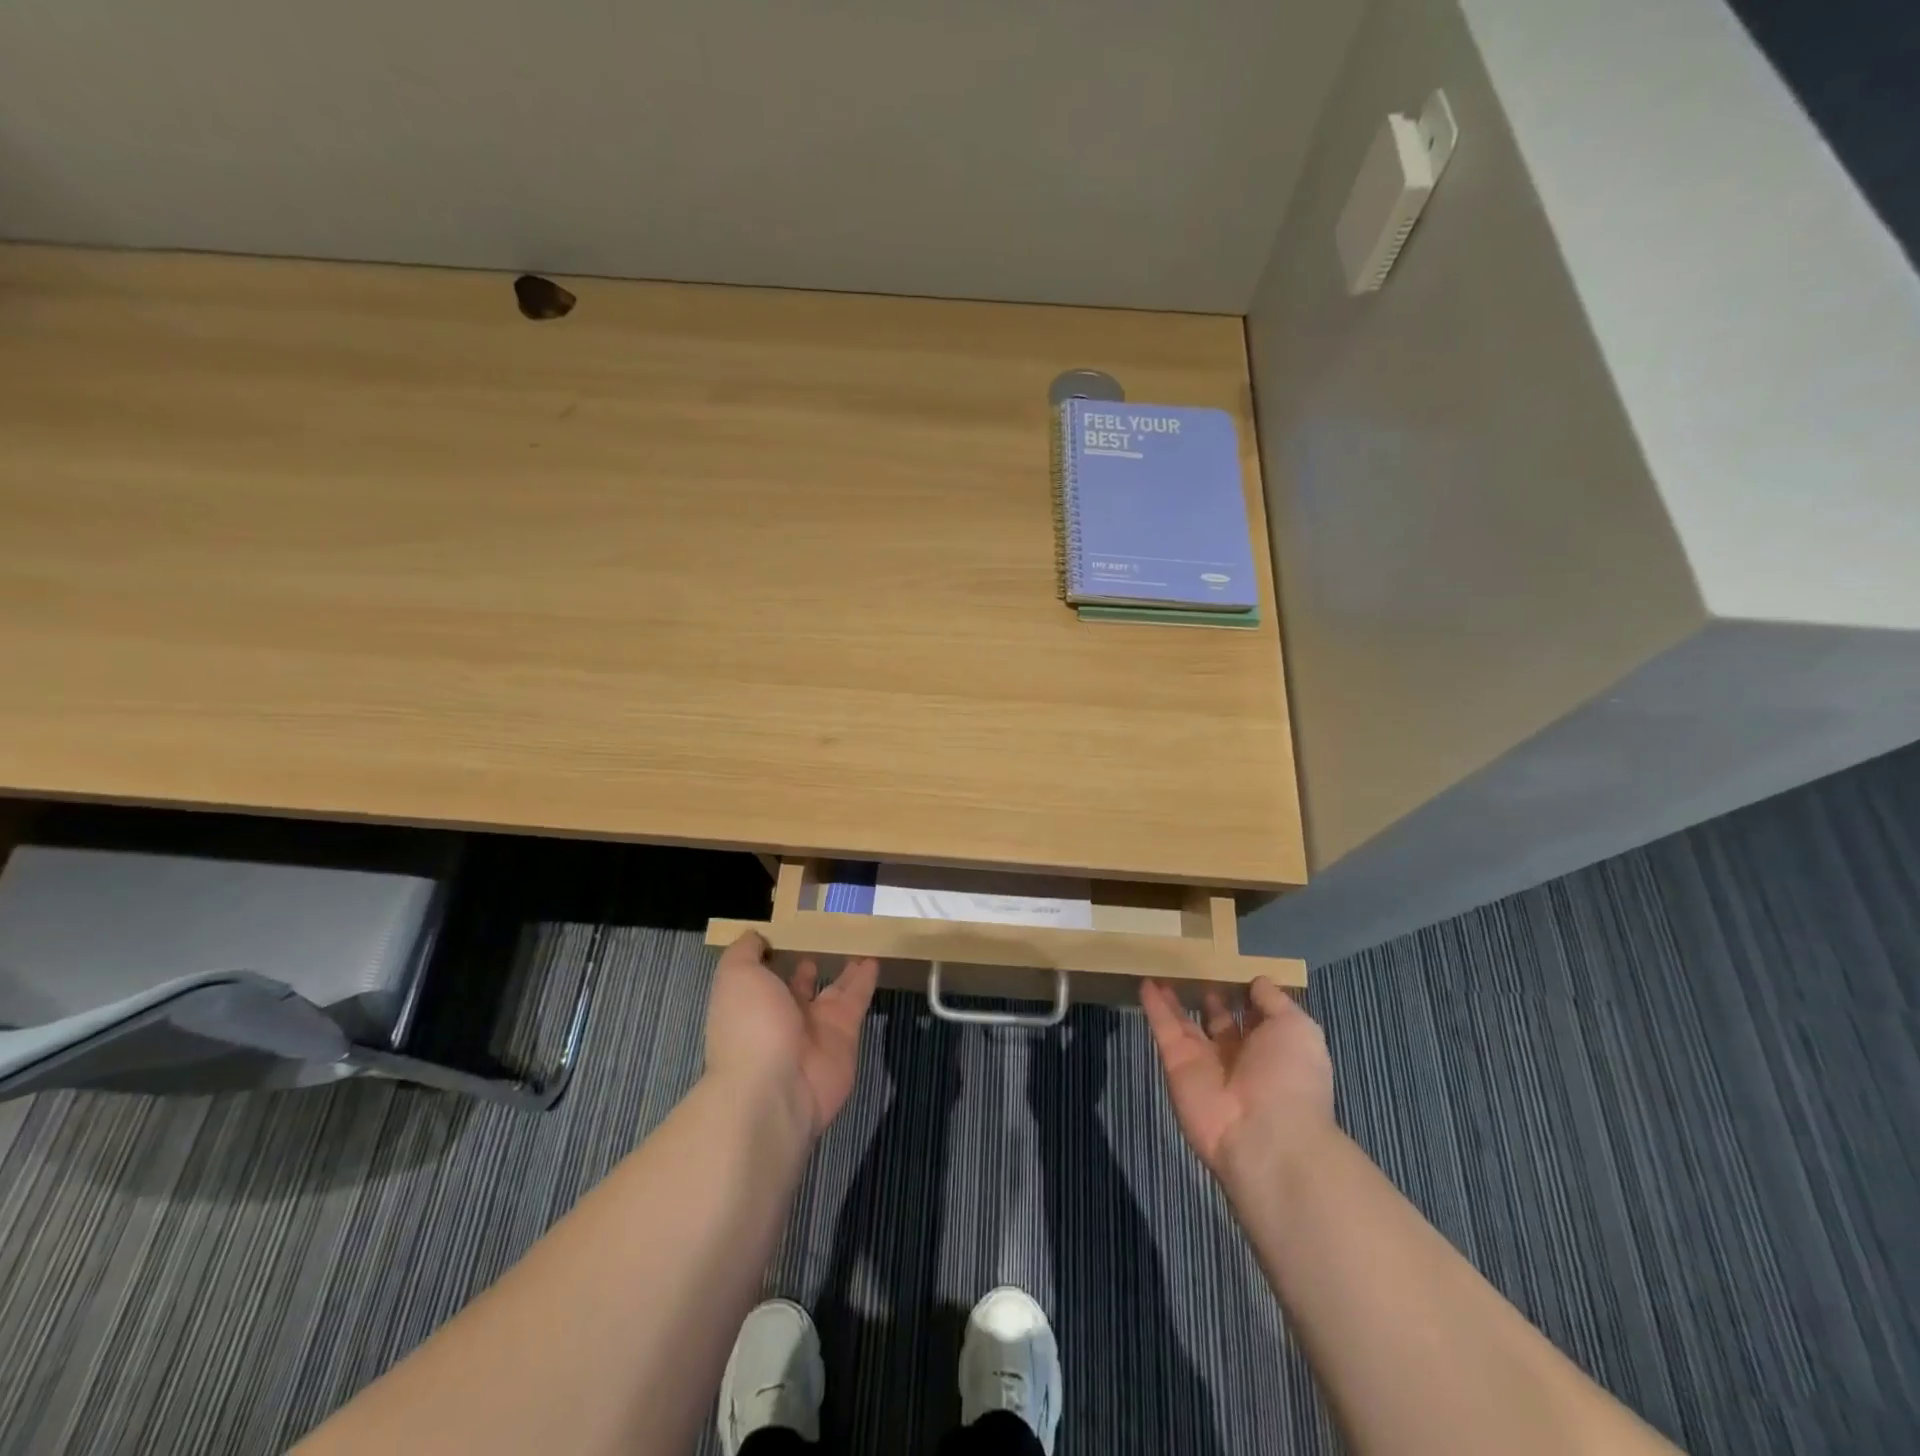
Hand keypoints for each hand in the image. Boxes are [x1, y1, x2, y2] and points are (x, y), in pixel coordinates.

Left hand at [704, 932, 879, 1137]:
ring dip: (845, 972)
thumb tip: (756, 936)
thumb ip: (745, 952)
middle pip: (800, 986)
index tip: (789, 930)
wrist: (775, 1088)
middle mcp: (783, 1017)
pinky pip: (857, 1001)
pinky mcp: (846, 1035)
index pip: (765, 976)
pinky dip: (866, 981)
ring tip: (857, 946)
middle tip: (827, 940)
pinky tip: (874, 959)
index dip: (774, 955)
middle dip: (809, 967)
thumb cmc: (750, 1025)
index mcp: (753, 1004)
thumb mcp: (736, 976)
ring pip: (834, 991)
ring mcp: (816, 1029)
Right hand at [1140, 977, 1335, 1183]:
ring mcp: (1205, 1061)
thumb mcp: (1297, 1028)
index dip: (1245, 992)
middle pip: (1219, 1020)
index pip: (1256, 1016)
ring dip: (1176, 999)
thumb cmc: (1290, 1077)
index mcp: (1273, 1049)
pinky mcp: (1176, 1065)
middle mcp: (1239, 1056)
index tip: (1231, 965)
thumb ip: (1274, 1002)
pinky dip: (1154, 1007)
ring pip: (1187, 1023)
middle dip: (1210, 996)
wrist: (1264, 1136)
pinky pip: (1164, 1030)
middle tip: (1194, 966)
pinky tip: (1145, 982)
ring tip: (1164, 969)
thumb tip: (1257, 980)